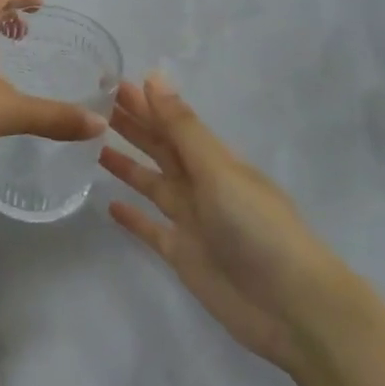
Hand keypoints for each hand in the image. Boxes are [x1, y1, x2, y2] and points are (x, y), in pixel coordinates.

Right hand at [102, 73, 334, 370]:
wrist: (292, 308)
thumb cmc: (258, 228)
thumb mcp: (219, 171)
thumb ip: (183, 128)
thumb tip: (154, 76)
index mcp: (215, 160)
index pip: (172, 122)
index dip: (144, 102)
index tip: (110, 81)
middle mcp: (202, 184)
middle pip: (160, 148)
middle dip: (132, 126)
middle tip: (92, 104)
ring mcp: (192, 221)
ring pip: (152, 183)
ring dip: (127, 165)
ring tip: (93, 145)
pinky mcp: (183, 255)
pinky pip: (151, 229)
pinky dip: (133, 218)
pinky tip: (110, 205)